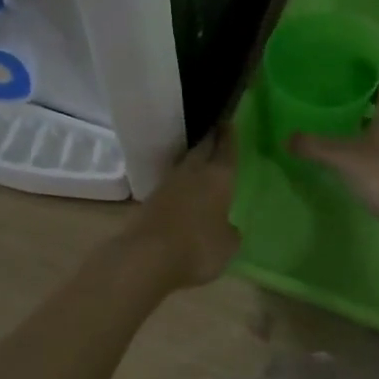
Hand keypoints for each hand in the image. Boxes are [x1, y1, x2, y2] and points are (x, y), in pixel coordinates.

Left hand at [117, 128, 240, 289]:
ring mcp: (168, 185)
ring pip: (185, 165)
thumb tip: (228, 227)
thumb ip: (230, 232)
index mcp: (218, 177)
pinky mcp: (150, 200)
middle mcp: (193, 173)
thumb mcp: (227, 245)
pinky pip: (171, 185)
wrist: (147, 257)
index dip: (229, 136)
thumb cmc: (198, 247)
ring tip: (202, 161)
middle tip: (217, 132)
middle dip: (210, 140)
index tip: (228, 121)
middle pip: (202, 149)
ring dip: (194, 161)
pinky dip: (180, 183)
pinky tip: (184, 190)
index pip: (226, 149)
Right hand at [290, 64, 378, 230]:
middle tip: (338, 95)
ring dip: (372, 118)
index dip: (371, 67)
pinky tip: (358, 151)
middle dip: (366, 93)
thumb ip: (313, 146)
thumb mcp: (342, 158)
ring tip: (344, 122)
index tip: (349, 69)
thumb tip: (287, 139)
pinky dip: (378, 139)